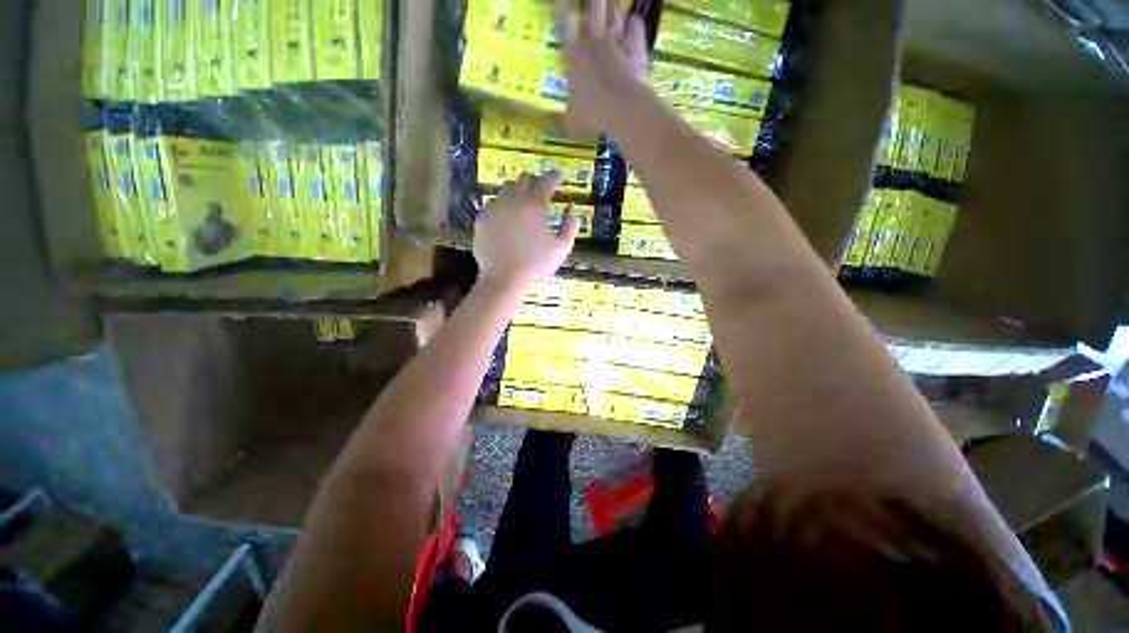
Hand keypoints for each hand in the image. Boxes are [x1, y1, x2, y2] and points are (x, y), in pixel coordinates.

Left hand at [473, 172, 579, 289]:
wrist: (504, 278)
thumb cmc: (536, 264)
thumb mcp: (562, 248)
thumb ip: (570, 226)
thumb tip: (572, 208)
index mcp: (536, 206)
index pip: (546, 181)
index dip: (554, 175)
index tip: (559, 175)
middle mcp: (514, 201)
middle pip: (524, 179)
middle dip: (535, 180)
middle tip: (540, 189)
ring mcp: (495, 208)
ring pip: (506, 188)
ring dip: (517, 190)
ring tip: (522, 201)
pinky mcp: (482, 218)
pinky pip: (493, 203)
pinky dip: (503, 205)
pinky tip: (506, 216)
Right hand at [560, 0, 649, 136]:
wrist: (622, 109)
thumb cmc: (592, 115)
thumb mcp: (572, 122)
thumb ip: (566, 118)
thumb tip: (562, 125)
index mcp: (573, 56)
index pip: (566, 26)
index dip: (565, 12)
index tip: (565, 3)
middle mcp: (593, 43)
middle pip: (591, 12)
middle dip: (592, 2)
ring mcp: (616, 43)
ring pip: (612, 15)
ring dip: (609, 7)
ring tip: (608, 1)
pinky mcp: (635, 49)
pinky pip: (635, 27)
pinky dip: (633, 23)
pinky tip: (632, 20)